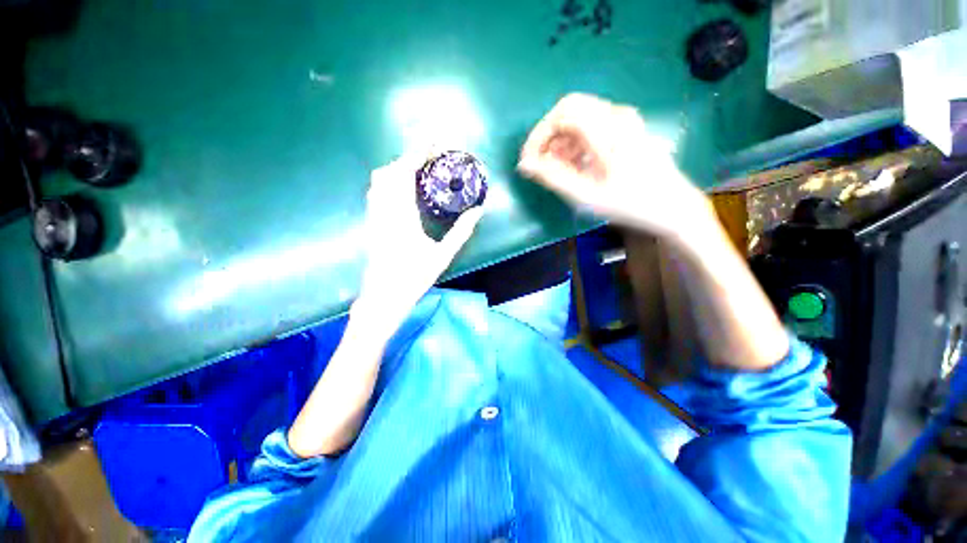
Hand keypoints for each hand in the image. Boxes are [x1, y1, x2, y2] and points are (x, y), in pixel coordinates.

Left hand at [353, 152, 483, 334]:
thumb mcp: (442, 255)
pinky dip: (390, 181)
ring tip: (419, 170)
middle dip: (408, 158)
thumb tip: (478, 211)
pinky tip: (405, 189)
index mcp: (401, 215)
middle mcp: (383, 210)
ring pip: (379, 180)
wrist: (383, 296)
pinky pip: (377, 191)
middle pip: (389, 171)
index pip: (404, 173)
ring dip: (398, 168)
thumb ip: (461, 232)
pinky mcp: (371, 222)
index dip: (417, 154)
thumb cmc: (413, 278)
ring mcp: (374, 216)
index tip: (433, 143)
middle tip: (430, 158)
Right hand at [517, 93, 709, 237]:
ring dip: (561, 141)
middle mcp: (617, 115)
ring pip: (579, 117)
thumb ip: (553, 177)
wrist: (672, 207)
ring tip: (556, 170)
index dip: (539, 135)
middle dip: (548, 136)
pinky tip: (573, 165)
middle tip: (540, 164)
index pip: (562, 114)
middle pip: (569, 110)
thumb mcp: (587, 196)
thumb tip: (525, 165)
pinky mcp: (625, 128)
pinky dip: (575, 143)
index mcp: (609, 129)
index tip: (528, 161)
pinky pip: (591, 125)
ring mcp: (623, 119)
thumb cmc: (630, 204)